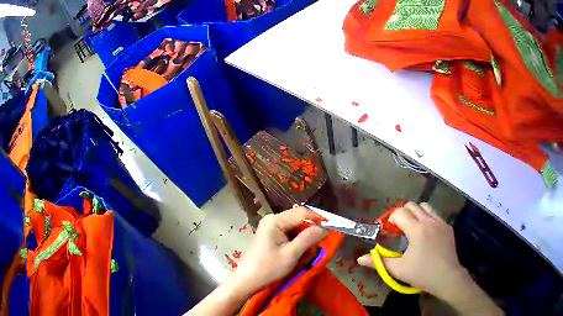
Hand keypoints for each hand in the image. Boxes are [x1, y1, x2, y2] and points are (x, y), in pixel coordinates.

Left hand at [232, 206, 327, 294]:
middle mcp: (272, 219)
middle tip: (319, 244)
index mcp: (275, 220)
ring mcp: (270, 227)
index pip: (302, 213)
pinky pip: (289, 233)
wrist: (247, 280)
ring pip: (295, 227)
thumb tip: (325, 228)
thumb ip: (308, 238)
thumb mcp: (291, 254)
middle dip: (310, 230)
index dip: (318, 220)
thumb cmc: (268, 268)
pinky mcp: (271, 235)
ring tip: (308, 251)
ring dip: (304, 237)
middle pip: (299, 218)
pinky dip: (297, 241)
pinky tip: (298, 252)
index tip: (331, 230)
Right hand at [358, 202, 466, 298]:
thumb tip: (359, 259)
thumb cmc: (421, 273)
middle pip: (412, 205)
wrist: (447, 277)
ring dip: (416, 213)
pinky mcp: (448, 227)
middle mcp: (429, 220)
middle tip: (399, 230)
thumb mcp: (398, 269)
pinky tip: (426, 234)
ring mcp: (440, 222)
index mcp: (417, 229)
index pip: (400, 212)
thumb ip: (379, 261)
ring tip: (413, 229)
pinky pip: (435, 214)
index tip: (388, 231)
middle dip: (402, 214)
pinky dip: (428, 218)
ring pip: (425, 206)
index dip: (391, 219)